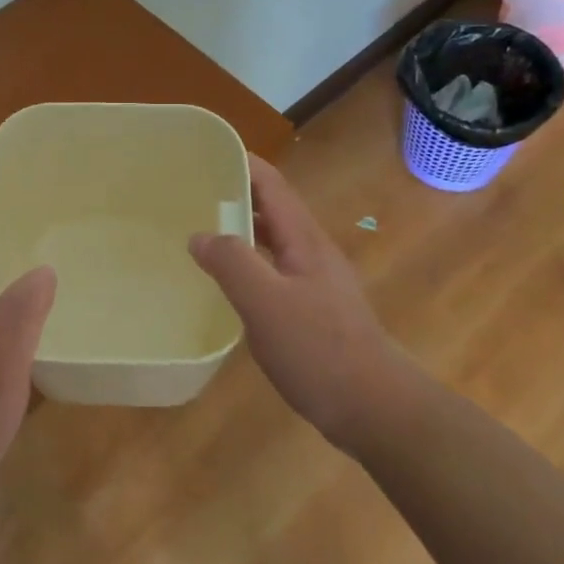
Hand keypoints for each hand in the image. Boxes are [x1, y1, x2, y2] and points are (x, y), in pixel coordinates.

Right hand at [190, 156, 417, 454]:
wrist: (374, 408)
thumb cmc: (319, 350)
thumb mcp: (266, 303)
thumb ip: (231, 263)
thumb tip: (199, 235)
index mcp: (303, 239)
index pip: (270, 183)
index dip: (240, 163)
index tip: (201, 156)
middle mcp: (312, 252)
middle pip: (271, 208)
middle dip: (234, 195)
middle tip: (188, 196)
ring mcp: (316, 282)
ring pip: (272, 241)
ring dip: (240, 231)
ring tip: (199, 234)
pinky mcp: (314, 310)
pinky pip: (274, 271)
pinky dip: (248, 264)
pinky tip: (228, 285)